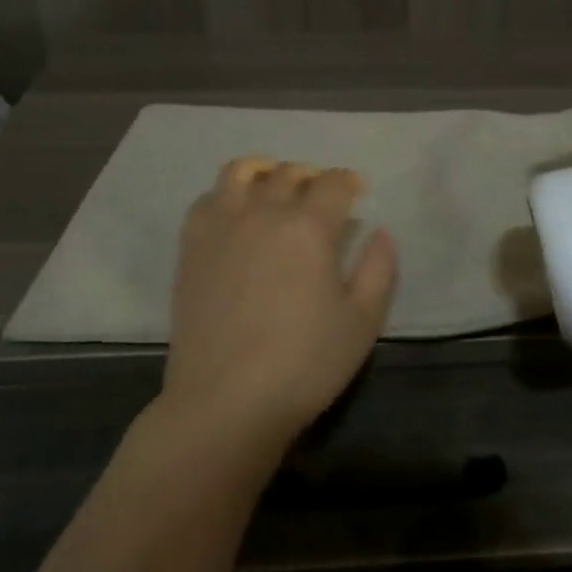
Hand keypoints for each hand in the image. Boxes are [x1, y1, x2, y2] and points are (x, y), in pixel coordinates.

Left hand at [162, 158, 398, 455]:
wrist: (226, 401)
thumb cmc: (304, 364)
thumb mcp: (362, 322)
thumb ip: (379, 269)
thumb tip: (380, 232)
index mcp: (309, 227)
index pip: (334, 183)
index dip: (349, 181)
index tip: (357, 190)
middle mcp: (263, 213)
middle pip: (289, 174)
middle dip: (312, 176)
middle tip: (322, 193)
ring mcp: (221, 227)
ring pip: (239, 173)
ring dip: (264, 170)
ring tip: (274, 183)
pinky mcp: (191, 248)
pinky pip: (206, 200)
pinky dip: (225, 193)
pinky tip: (234, 211)